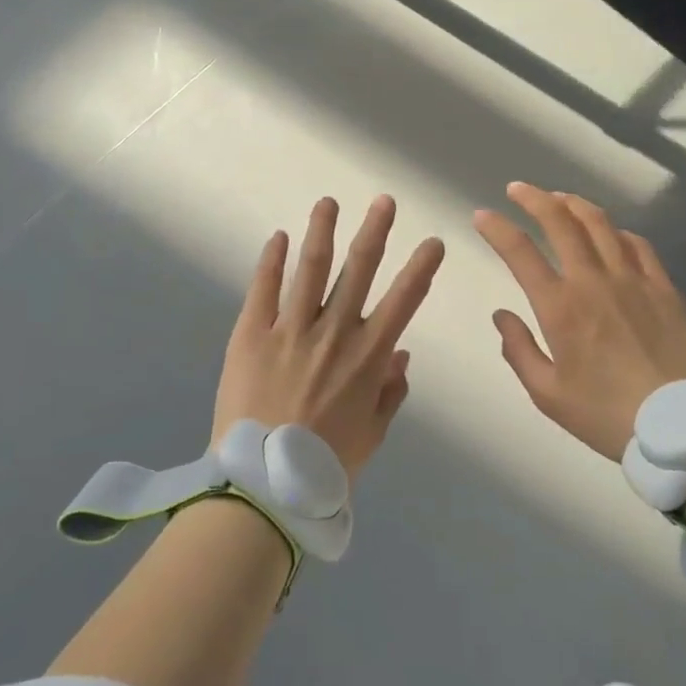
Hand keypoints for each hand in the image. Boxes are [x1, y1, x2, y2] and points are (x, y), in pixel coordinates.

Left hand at [213, 195, 444, 479]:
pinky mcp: (251, 334)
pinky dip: (272, 261)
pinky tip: (278, 237)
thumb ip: (390, 392)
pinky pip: (264, 289)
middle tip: (385, 201)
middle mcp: (333, 332)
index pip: (403, 301)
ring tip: (328, 203)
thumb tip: (402, 354)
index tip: (433, 242)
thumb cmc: (325, 465)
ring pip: (310, 268)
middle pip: (358, 270)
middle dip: (375, 232)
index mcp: (368, 357)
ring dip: (322, 231)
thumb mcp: (371, 434)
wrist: (263, 484)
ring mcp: (290, 329)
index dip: (421, 269)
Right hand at [474, 183, 685, 461]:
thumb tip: (501, 315)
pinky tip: (611, 233)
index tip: (483, 215)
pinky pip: (638, 245)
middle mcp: (593, 281)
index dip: (497, 228)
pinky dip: (617, 231)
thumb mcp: (547, 393)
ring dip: (574, 204)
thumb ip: (518, 350)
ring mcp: (633, 280)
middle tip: (518, 189)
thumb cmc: (605, 415)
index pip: (520, 252)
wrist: (679, 428)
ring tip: (559, 198)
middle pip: (561, 221)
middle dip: (534, 198)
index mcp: (560, 307)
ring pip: (601, 224)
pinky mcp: (663, 288)